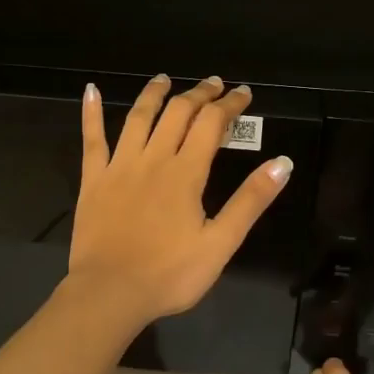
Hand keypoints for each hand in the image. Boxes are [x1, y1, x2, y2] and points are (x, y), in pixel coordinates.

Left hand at [67, 75, 292, 327]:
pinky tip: (91, 91)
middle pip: (177, 113)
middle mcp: (153, 159)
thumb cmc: (170, 274)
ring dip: (154, 94)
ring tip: (165, 79)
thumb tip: (282, 163)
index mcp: (186, 173)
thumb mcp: (221, 243)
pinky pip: (91, 139)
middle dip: (198, 94)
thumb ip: (251, 200)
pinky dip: (90, 113)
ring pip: (138, 118)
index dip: (229, 104)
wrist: (110, 294)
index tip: (243, 93)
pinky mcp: (93, 180)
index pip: (211, 124)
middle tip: (213, 84)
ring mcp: (119, 167)